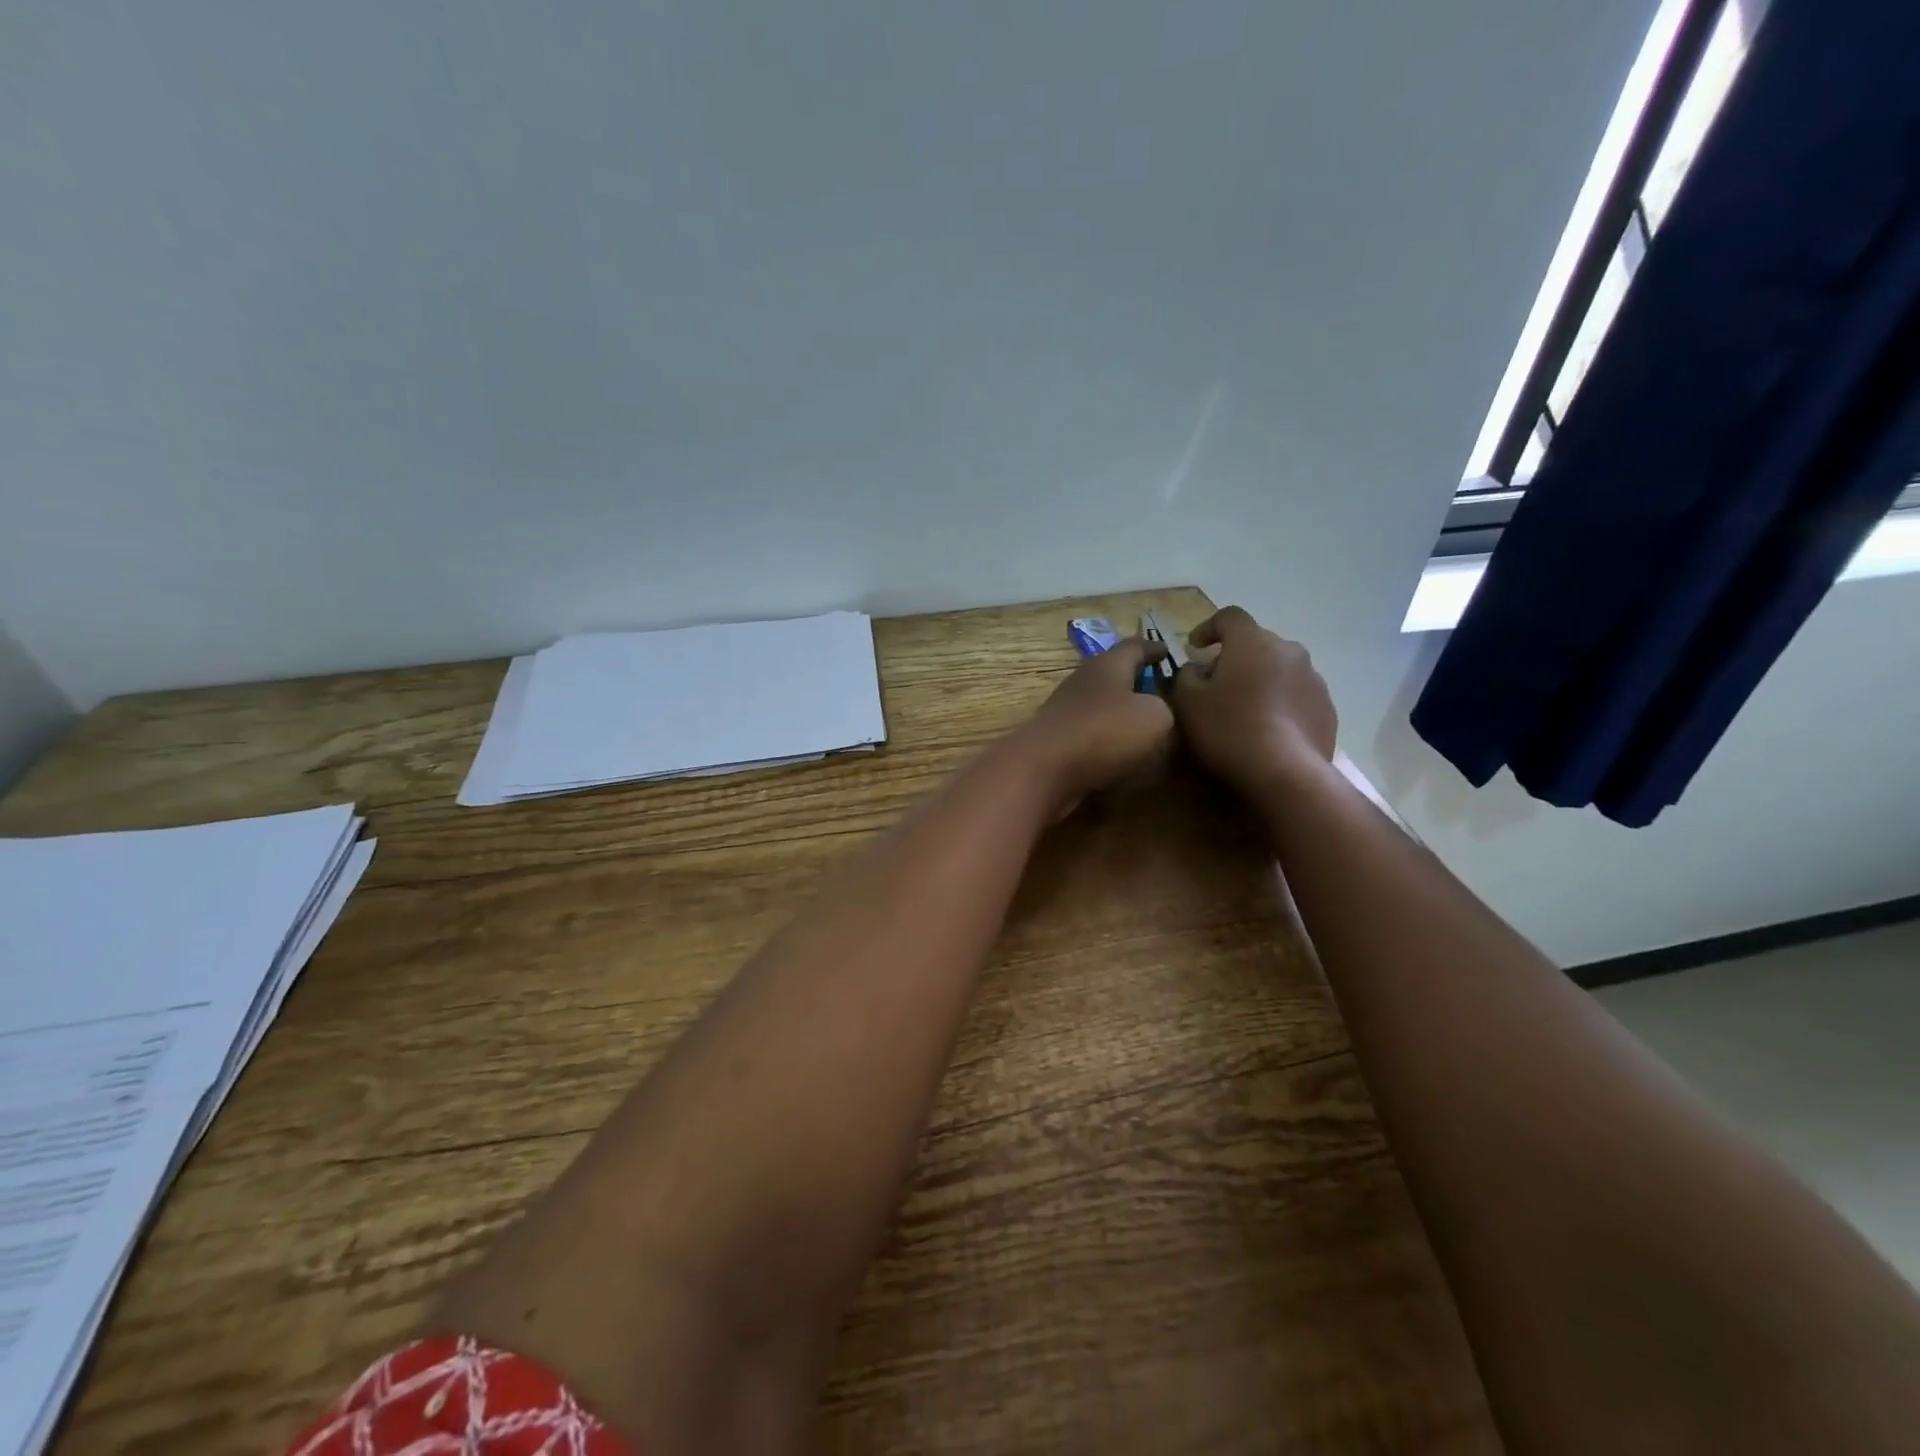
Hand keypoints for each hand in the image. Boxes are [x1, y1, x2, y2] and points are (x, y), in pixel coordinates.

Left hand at [1017, 638, 1175, 812]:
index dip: (1154, 648)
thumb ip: (1165, 709)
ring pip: (1101, 704)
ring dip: (1121, 712)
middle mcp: (1083, 681)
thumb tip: (1155, 712)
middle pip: (1114, 674)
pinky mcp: (1057, 740)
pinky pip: (1090, 732)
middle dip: (1137, 681)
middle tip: (1162, 693)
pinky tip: (1122, 753)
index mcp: (1108, 665)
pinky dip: (1108, 738)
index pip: (1135, 646)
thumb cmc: (1104, 732)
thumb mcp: (1155, 717)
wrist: (1042, 770)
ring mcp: (1066, 710)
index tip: (1168, 652)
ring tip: (1146, 726)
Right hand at [1171, 607, 1336, 797]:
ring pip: (1279, 670)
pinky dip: (1280, 704)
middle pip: (1256, 644)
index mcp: (1253, 642)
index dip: (1208, 628)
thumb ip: (1186, 676)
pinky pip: (1296, 696)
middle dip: (1235, 658)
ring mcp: (1314, 679)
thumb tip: (1197, 669)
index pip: (1229, 617)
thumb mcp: (1188, 702)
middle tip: (1216, 684)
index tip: (1194, 648)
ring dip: (1260, 681)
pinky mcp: (1327, 709)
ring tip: (1244, 710)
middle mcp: (1289, 650)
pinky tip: (1267, 730)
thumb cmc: (1229, 729)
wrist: (1285, 773)